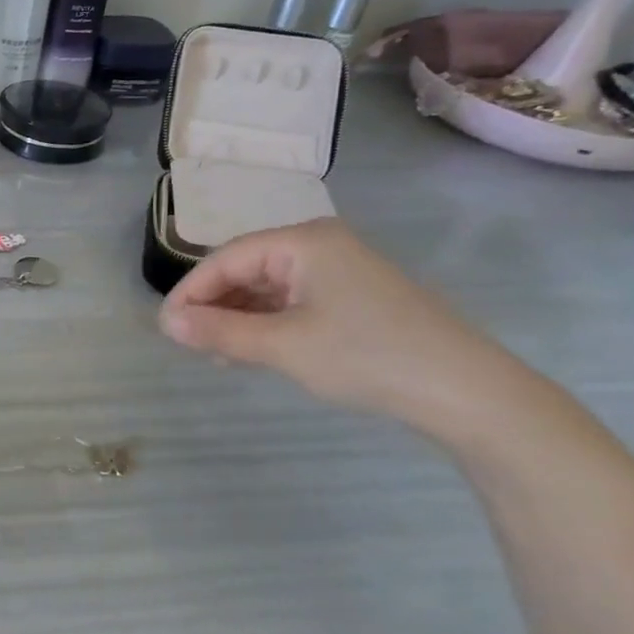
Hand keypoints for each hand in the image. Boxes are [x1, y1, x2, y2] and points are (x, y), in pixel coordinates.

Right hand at [158, 218, 515, 432]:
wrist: (467, 392)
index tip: (165, 327)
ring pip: (268, 287)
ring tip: (216, 352)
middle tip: (188, 343)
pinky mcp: (354, 297)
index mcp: (303, 241)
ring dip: (238, 317)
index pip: (227, 259)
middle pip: (246, 268)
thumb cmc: (366, 356)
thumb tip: (167, 324)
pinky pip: (292, 301)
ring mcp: (340, 270)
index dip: (191, 291)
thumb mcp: (283, 346)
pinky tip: (252, 349)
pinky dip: (267, 323)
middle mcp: (320, 245)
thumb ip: (220, 332)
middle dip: (214, 305)